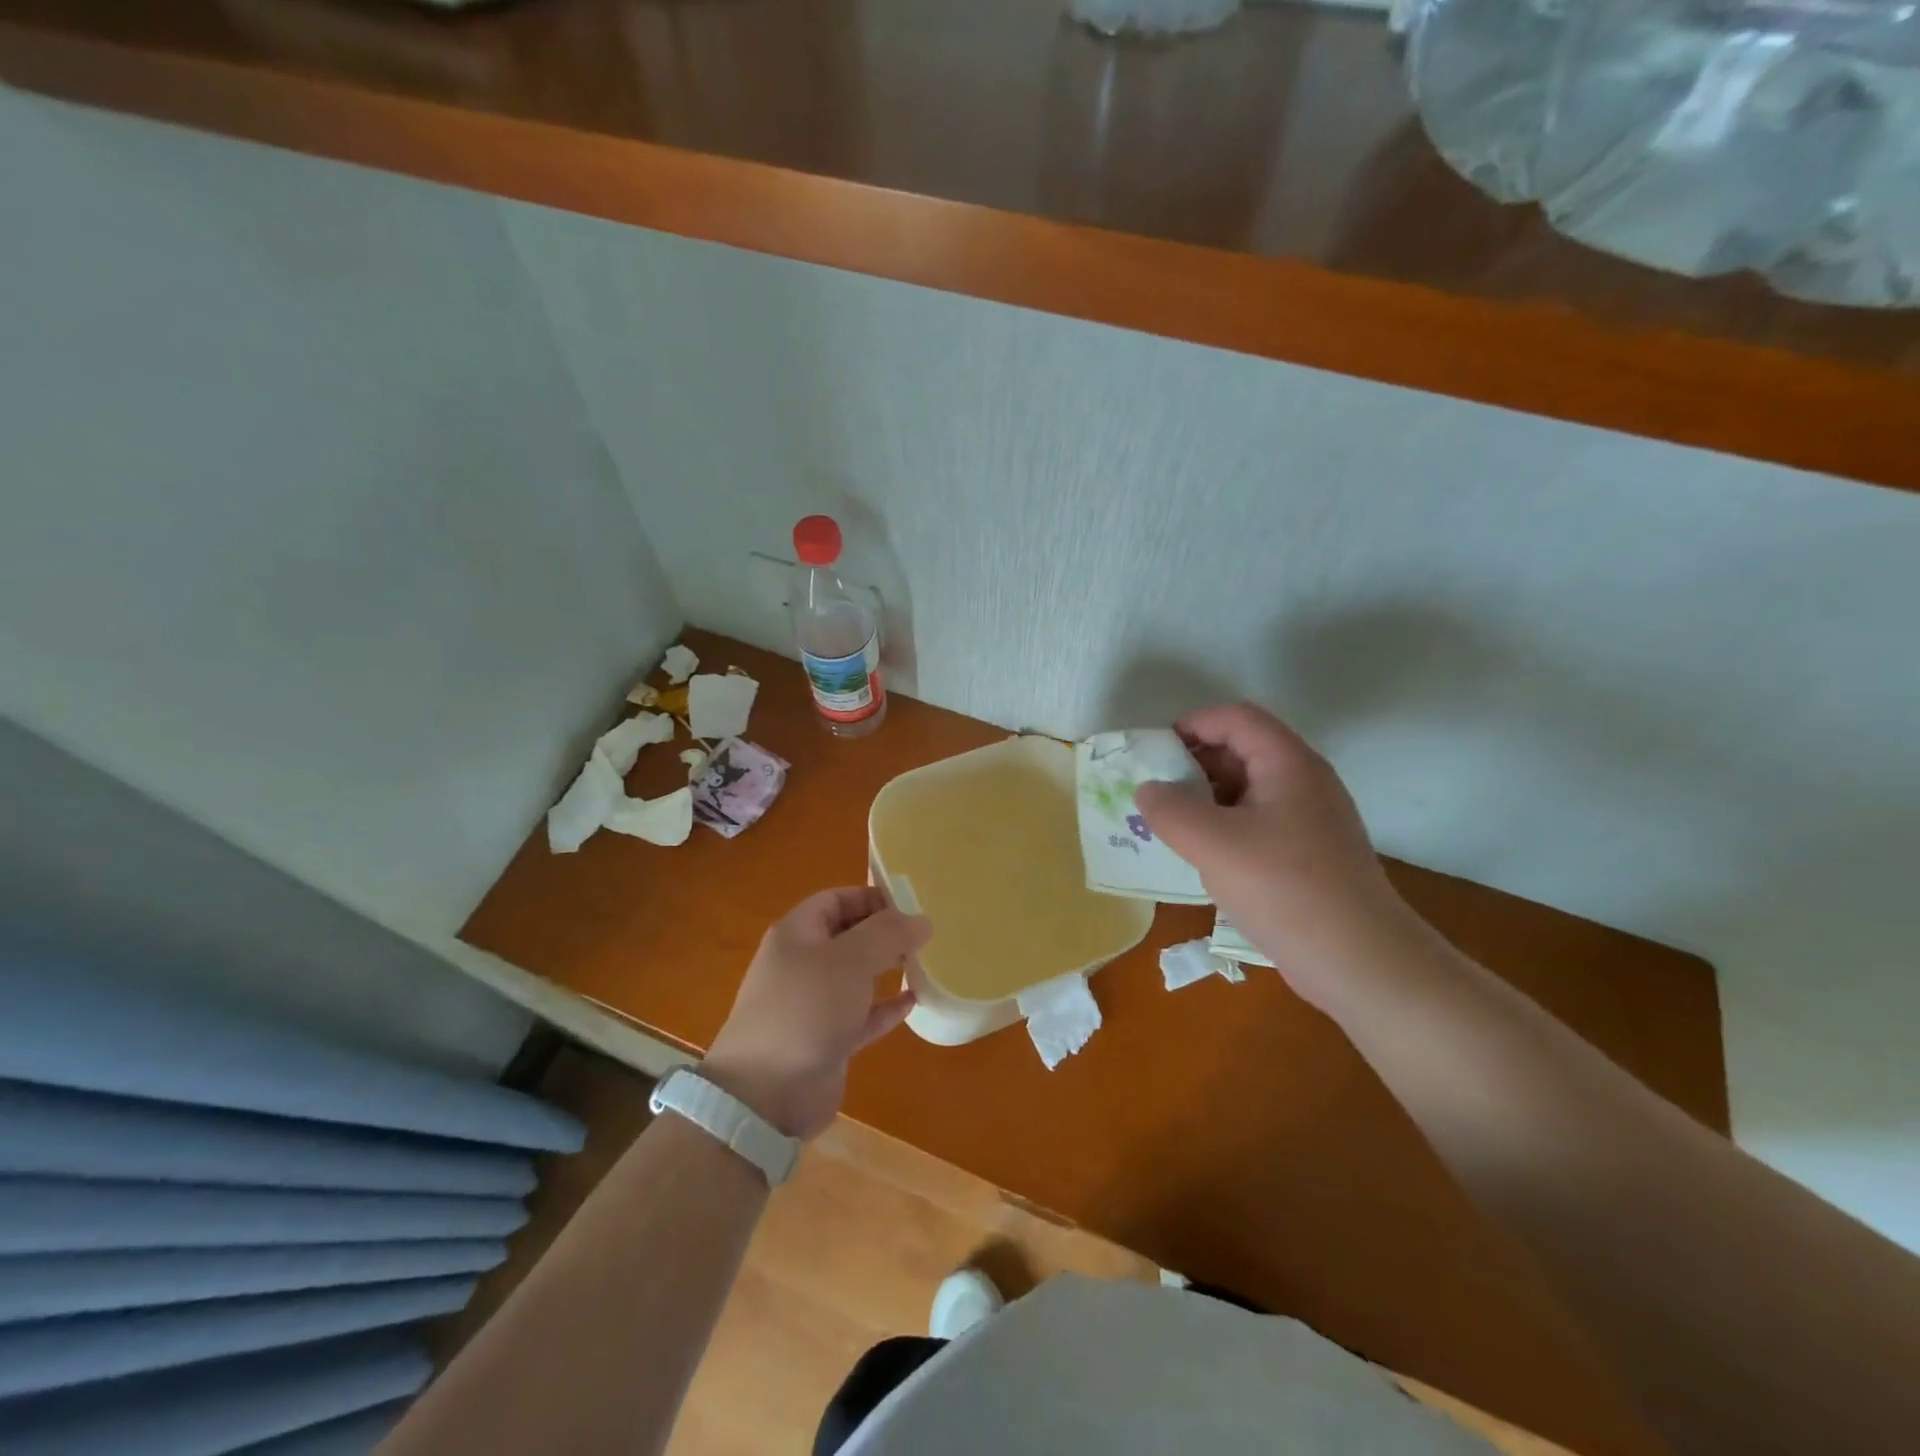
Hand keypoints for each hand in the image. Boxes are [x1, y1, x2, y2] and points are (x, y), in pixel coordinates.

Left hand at [703, 887, 930, 1140]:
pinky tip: (914, 1002)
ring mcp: (813, 1004)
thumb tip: (922, 919)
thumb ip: (888, 934)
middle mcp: (803, 964)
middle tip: (924, 934)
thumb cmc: (806, 1010)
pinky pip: (862, 1015)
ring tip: (923, 962)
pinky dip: (885, 1007)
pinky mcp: (827, 1040)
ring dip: (887, 968)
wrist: (765, 1094)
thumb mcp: (849, 960)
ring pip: (856, 976)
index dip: (871, 897)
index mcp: (797, 934)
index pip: (836, 900)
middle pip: (848, 936)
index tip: (911, 903)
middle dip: (884, 932)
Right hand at [1135, 704, 1425, 1011]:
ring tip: (1169, 825)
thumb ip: (1169, 809)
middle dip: (1193, 764)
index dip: (1193, 725)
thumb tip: (1147, 790)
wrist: (1358, 960)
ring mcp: (1310, 819)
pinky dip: (1224, 826)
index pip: (1236, 718)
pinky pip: (1257, 822)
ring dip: (1205, 798)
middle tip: (1155, 792)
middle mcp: (1304, 781)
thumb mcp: (1212, 843)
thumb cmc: (1283, 888)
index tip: (1155, 753)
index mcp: (1288, 763)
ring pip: (1248, 789)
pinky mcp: (1308, 853)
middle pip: (1242, 750)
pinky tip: (1202, 856)